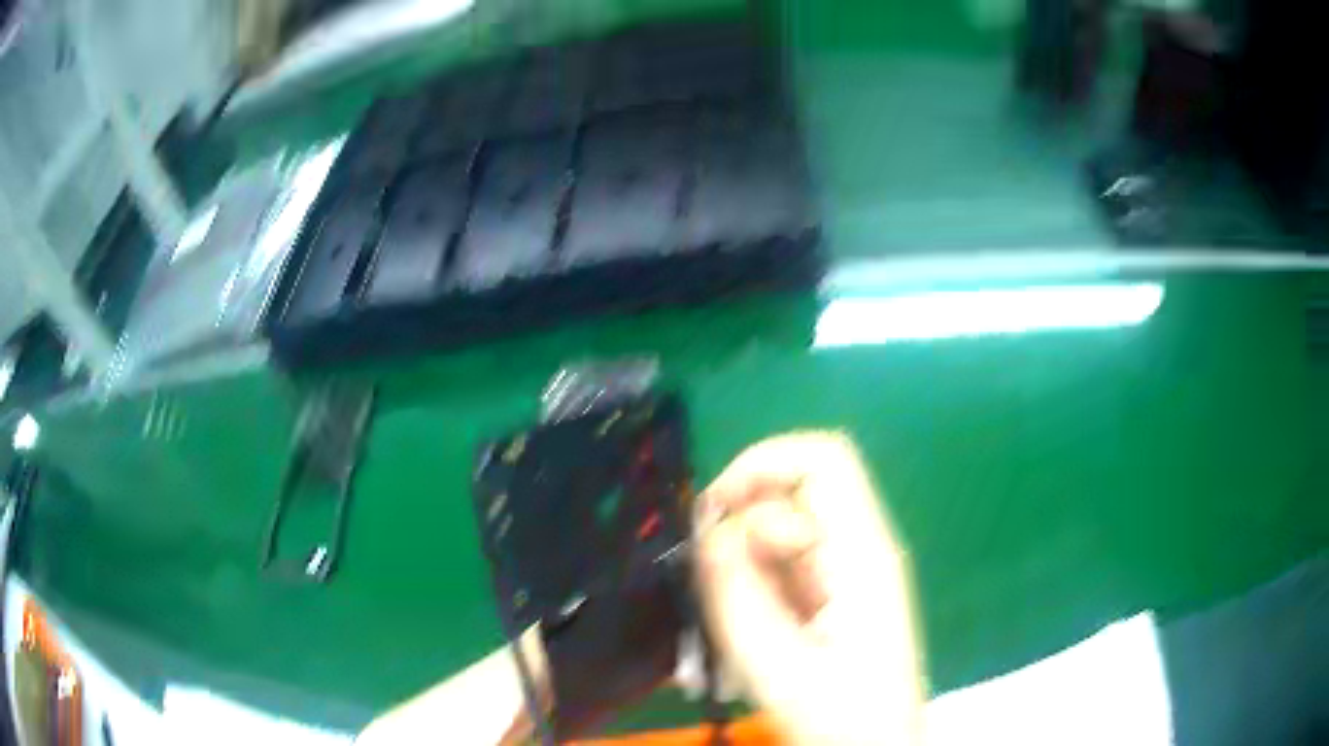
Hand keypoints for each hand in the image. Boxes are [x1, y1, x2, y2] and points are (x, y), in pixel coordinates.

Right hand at [694, 432, 924, 745]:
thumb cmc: (839, 717)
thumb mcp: (776, 662)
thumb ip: (737, 590)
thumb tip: (707, 527)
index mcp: (862, 553)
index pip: (821, 460)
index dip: (761, 464)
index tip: (711, 511)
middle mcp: (860, 547)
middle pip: (795, 493)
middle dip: (742, 524)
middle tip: (713, 581)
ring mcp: (849, 569)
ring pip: (782, 530)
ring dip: (743, 563)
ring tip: (733, 623)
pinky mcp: (835, 592)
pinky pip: (784, 564)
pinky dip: (753, 584)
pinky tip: (749, 631)